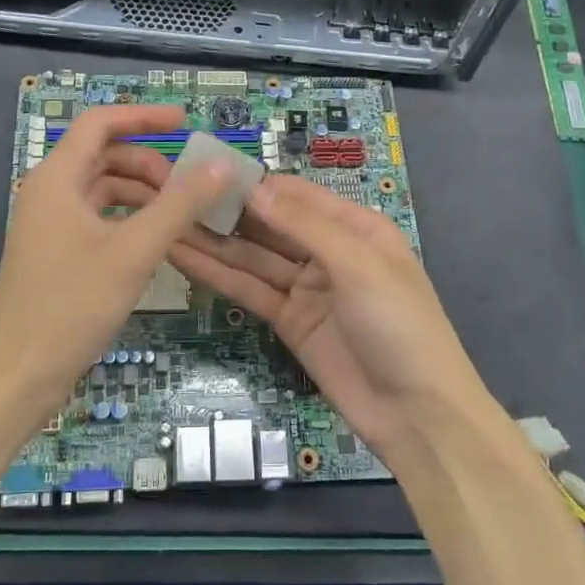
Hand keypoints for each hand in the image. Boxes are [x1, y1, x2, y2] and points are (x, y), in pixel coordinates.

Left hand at [0, 104, 230, 415]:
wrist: (16, 375)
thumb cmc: (71, 305)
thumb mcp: (134, 251)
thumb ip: (179, 205)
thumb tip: (220, 166)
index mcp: (57, 178)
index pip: (100, 123)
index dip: (143, 116)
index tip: (185, 122)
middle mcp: (49, 193)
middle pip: (104, 156)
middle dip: (148, 165)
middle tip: (187, 190)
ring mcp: (49, 225)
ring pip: (102, 190)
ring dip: (142, 194)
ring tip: (179, 218)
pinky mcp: (55, 254)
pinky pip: (97, 220)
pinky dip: (128, 220)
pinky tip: (155, 243)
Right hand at [166, 176, 488, 457]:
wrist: (416, 414)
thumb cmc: (398, 324)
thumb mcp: (359, 265)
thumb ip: (304, 226)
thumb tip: (254, 189)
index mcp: (355, 228)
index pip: (297, 195)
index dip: (256, 183)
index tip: (208, 171)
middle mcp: (328, 251)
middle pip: (271, 224)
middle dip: (229, 211)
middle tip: (174, 194)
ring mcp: (306, 288)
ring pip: (254, 257)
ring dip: (215, 242)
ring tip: (167, 221)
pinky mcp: (289, 321)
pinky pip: (251, 290)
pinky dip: (219, 275)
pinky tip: (185, 258)